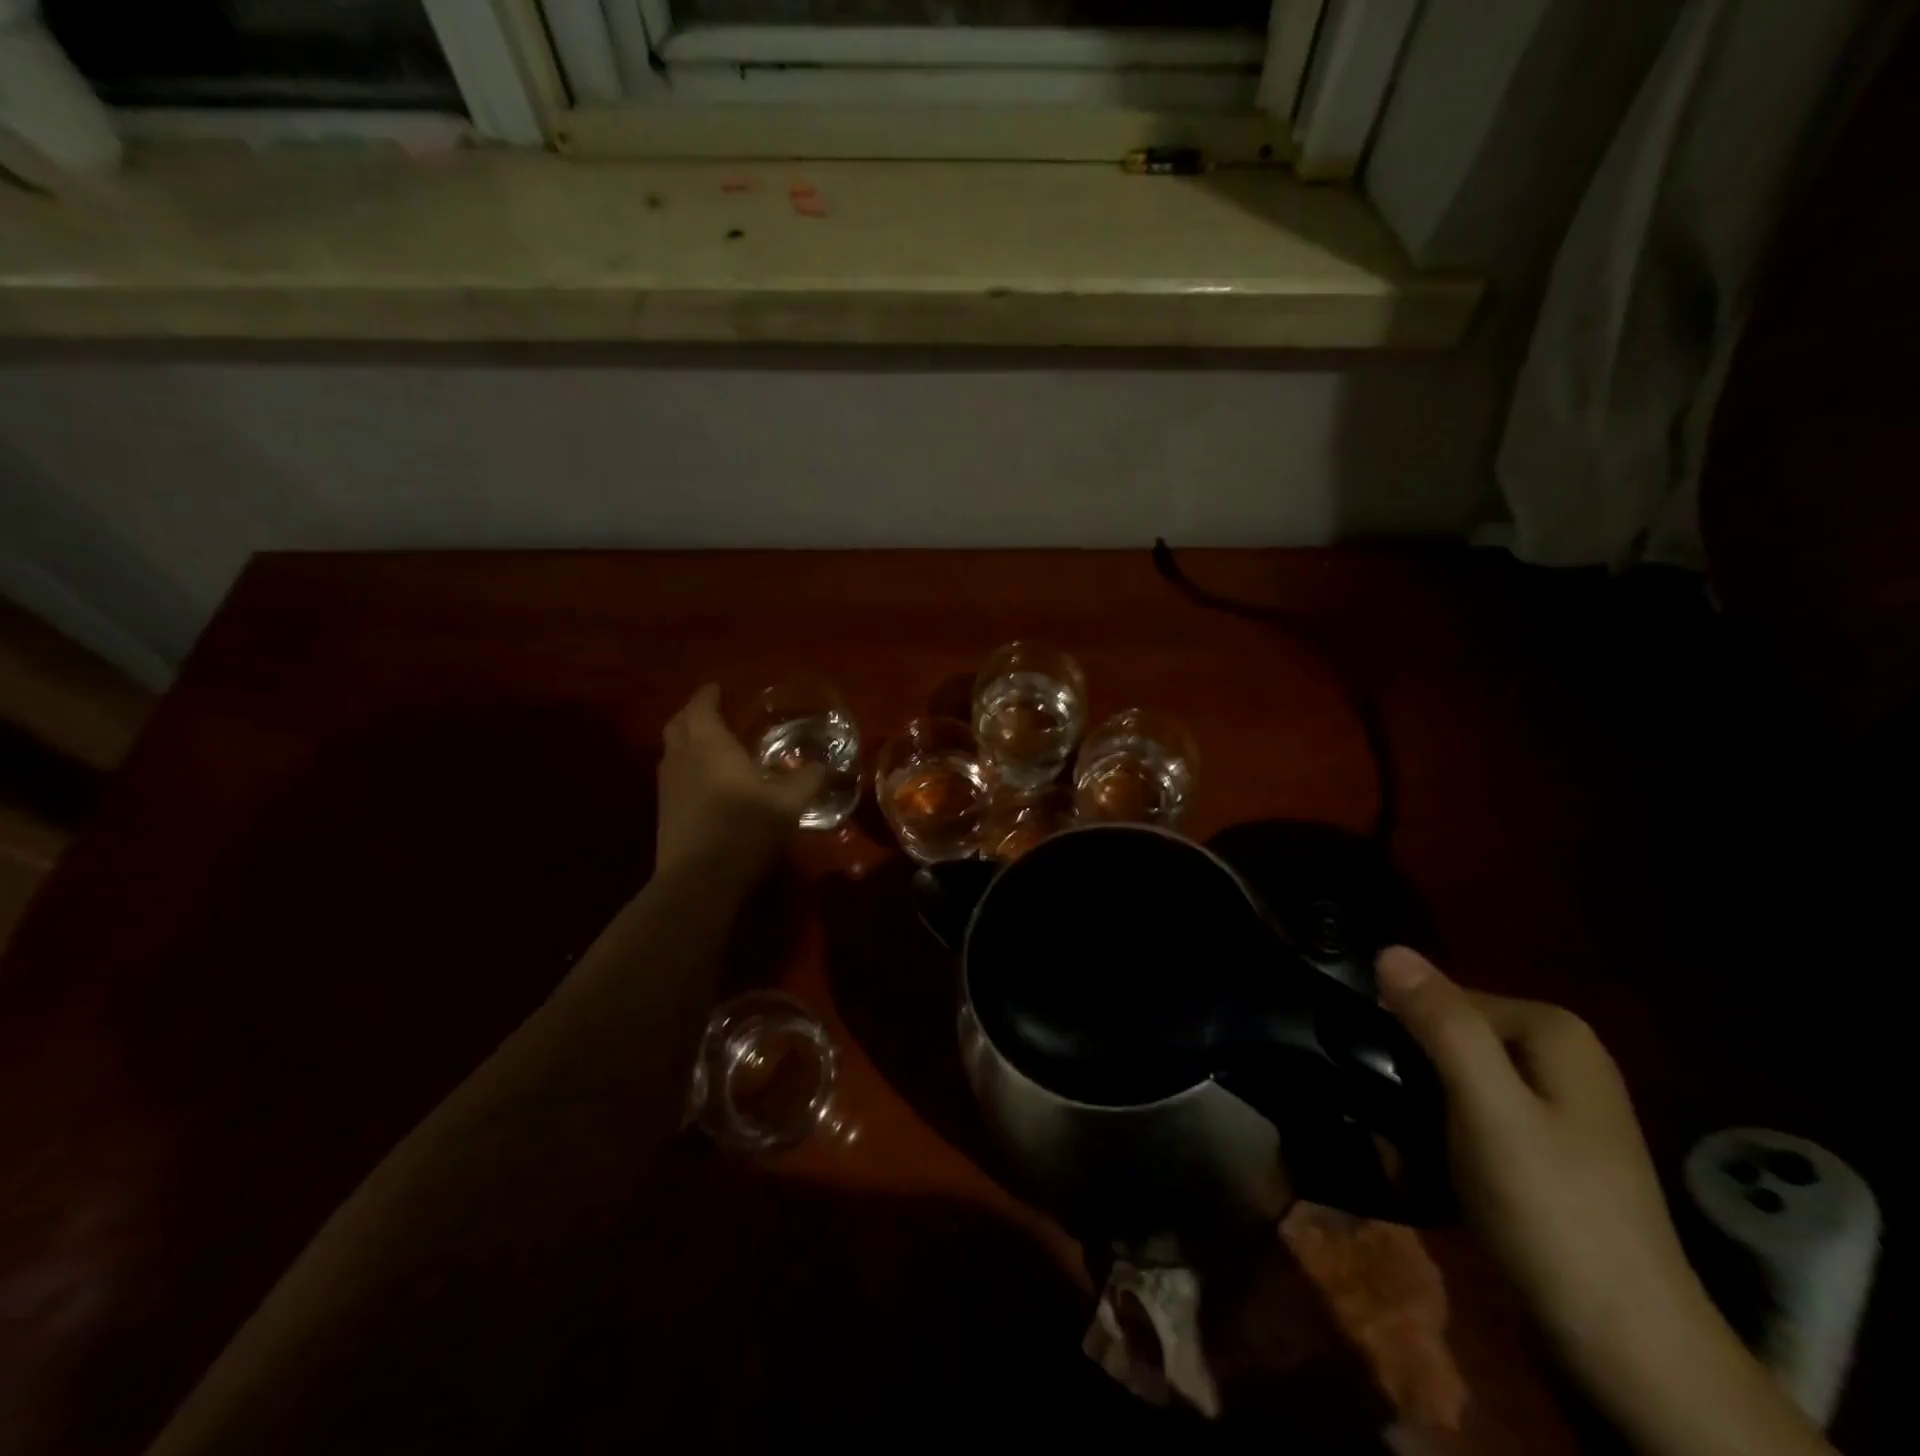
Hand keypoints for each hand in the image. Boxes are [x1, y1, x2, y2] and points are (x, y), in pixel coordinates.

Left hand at [656, 684, 823, 876]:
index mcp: (709, 745)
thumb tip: (823, 764)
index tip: (718, 687)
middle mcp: (682, 758)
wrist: (698, 880)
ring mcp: (668, 786)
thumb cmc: (744, 829)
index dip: (709, 695)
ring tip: (710, 744)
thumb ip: (807, 779)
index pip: (701, 706)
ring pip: (671, 750)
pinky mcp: (664, 812)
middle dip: (693, 713)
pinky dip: (686, 766)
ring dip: (686, 740)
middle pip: (678, 723)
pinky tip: (706, 781)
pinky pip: (673, 774)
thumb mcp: (788, 803)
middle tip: (714, 712)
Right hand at [1375, 949, 1832, 1455]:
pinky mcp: (1544, 1150)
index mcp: (1553, 1030)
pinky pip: (1470, 1117)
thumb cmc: (1550, 1209)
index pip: (1442, 997)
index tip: (1372, 1075)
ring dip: (1416, 1110)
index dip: (1400, 1031)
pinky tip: (1425, 1169)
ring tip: (1397, 1150)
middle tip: (1382, 1120)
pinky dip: (1441, 1136)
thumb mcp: (1488, 1107)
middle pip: (1448, 1037)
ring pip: (1453, 1079)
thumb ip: (1441, 1024)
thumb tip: (1388, 948)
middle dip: (1407, 1076)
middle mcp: (1559, 1056)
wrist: (1624, 1346)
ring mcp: (1555, 1106)